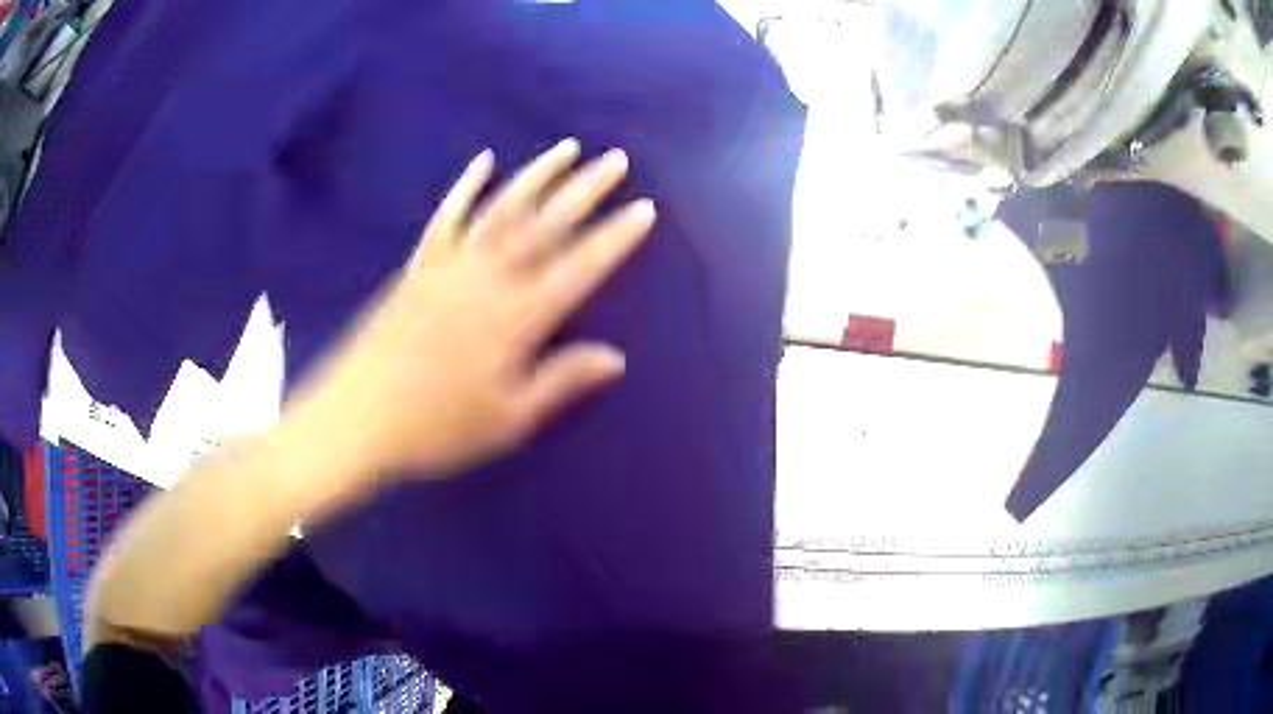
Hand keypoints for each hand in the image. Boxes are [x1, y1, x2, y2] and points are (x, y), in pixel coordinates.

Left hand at [290, 139, 654, 479]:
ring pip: (502, 208)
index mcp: (516, 318)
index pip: (579, 267)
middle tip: (616, 159)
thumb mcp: (508, 419)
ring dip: (538, 175)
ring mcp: (449, 266)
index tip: (644, 208)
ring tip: (567, 149)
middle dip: (586, 189)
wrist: (357, 419)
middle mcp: (487, 279)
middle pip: (546, 224)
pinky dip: (467, 186)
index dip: (615, 237)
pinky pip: (447, 217)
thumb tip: (615, 357)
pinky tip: (484, 162)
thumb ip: (561, 381)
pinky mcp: (418, 266)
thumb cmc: (436, 428)